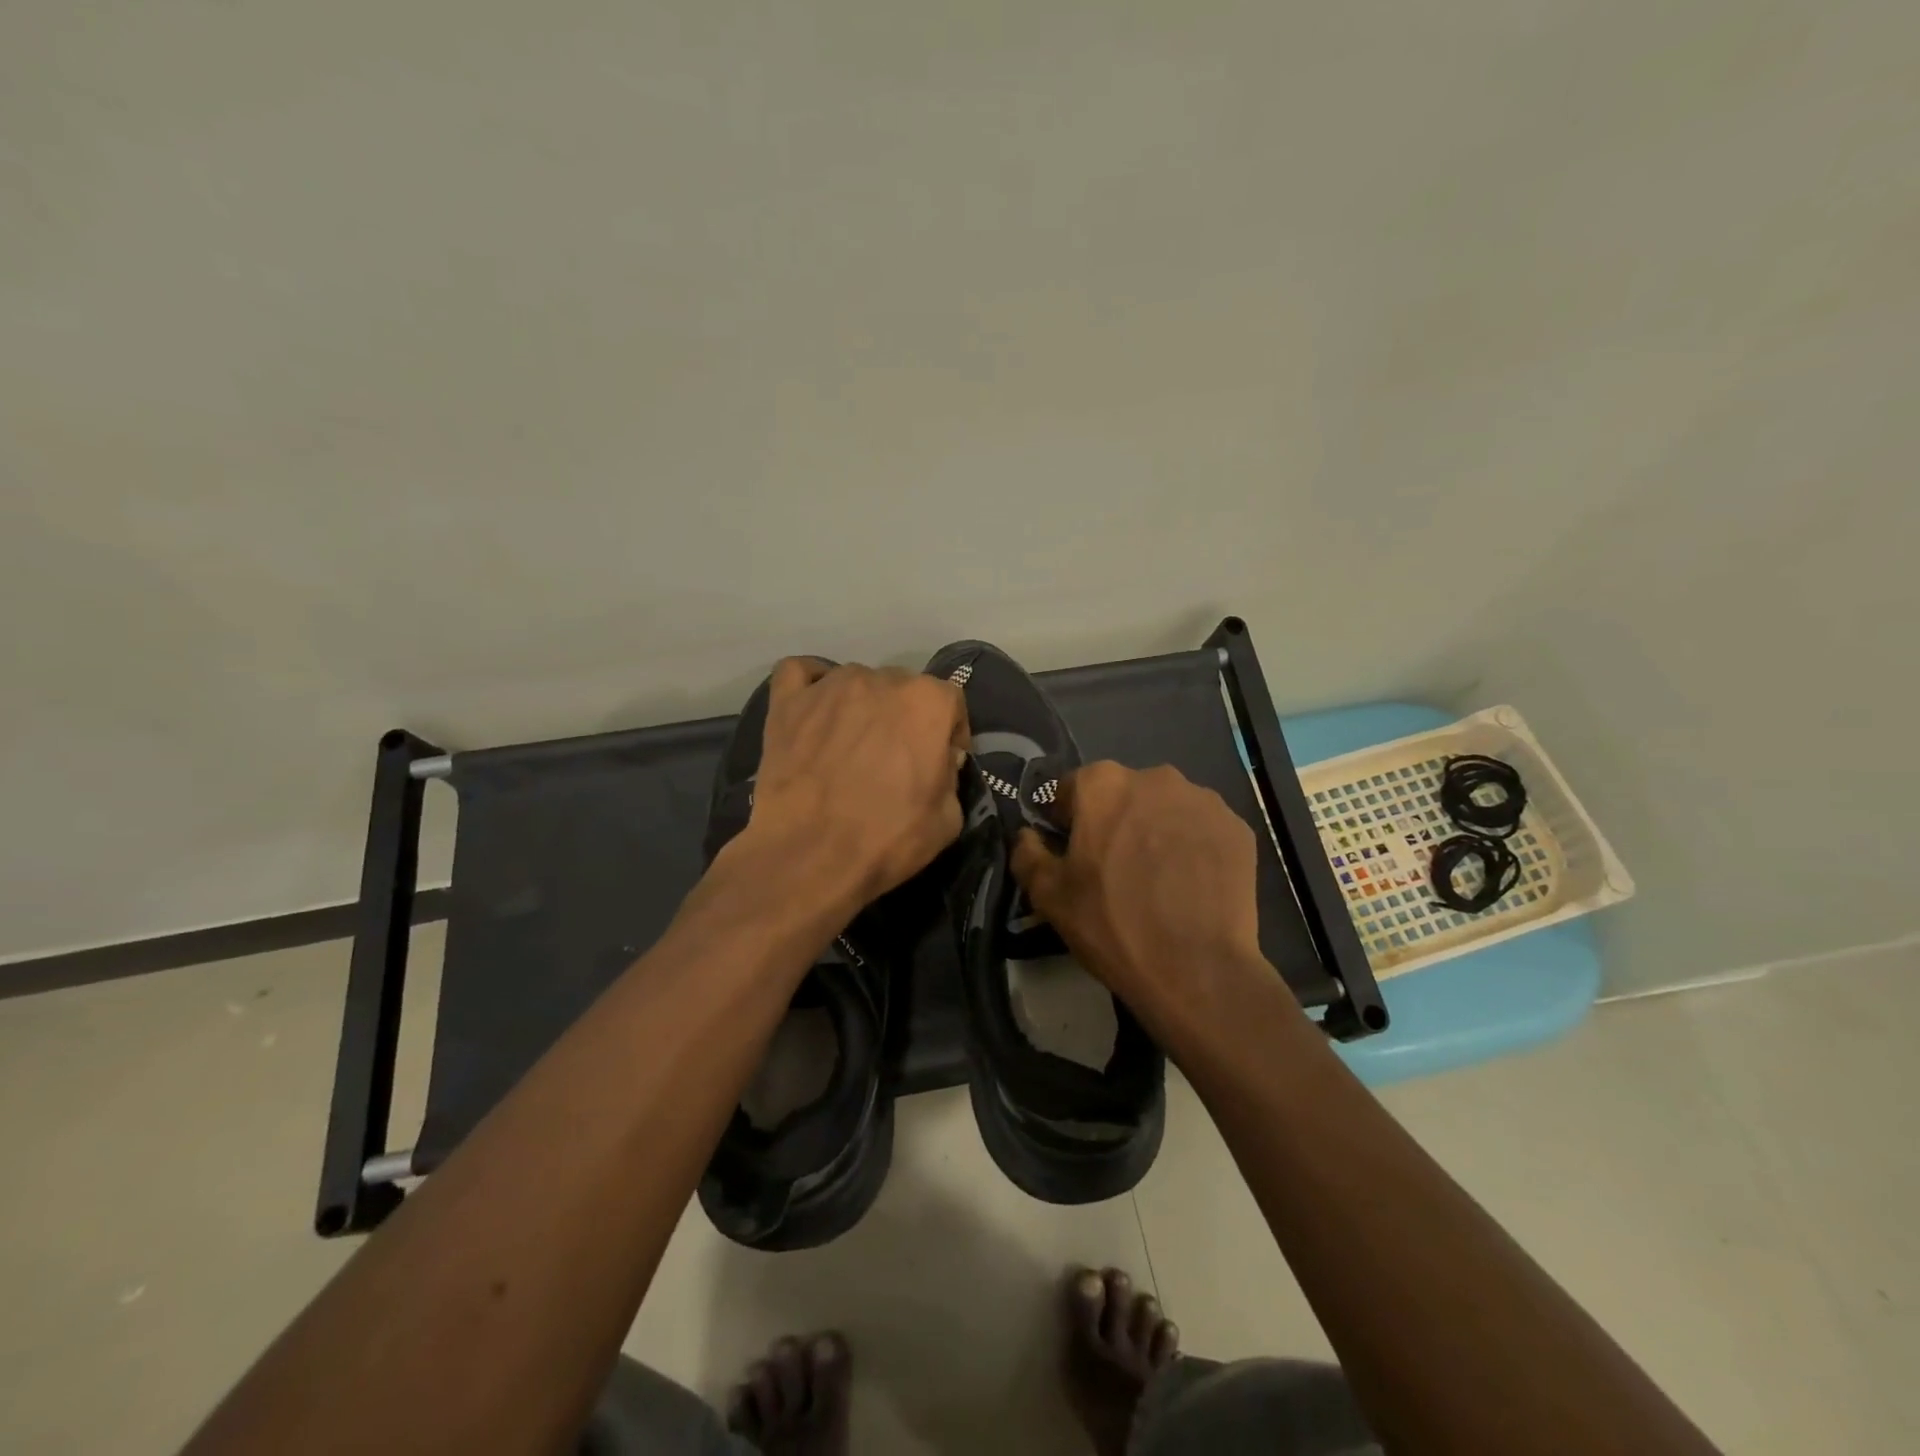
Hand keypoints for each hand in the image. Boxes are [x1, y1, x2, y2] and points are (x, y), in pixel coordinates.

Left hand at [744, 658, 970, 908]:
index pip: (950, 703)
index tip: (942, 763)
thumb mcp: (949, 819)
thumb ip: (950, 775)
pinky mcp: (787, 701)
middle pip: (902, 689)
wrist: (810, 854)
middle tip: (894, 759)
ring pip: (856, 682)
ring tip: (850, 744)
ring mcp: (830, 686)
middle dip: (905, 719)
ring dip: (861, 706)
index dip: (949, 734)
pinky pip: (800, 673)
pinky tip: (814, 710)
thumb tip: (937, 762)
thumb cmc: (887, 838)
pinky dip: (810, 685)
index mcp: (928, 701)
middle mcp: (882, 679)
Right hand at [1011, 762, 1269, 1033]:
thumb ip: (1028, 853)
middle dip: (1115, 821)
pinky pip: (1202, 829)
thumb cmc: (1112, 925)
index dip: (1067, 821)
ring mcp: (1202, 800)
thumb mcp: (1049, 896)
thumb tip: (1027, 835)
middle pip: (1123, 794)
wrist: (1196, 970)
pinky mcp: (1237, 827)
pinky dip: (1192, 847)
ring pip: (1165, 809)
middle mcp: (1155, 777)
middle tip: (1115, 869)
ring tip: (1158, 879)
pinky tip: (1190, 885)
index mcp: (1103, 784)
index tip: (1073, 854)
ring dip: (1155, 830)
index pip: (1072, 790)